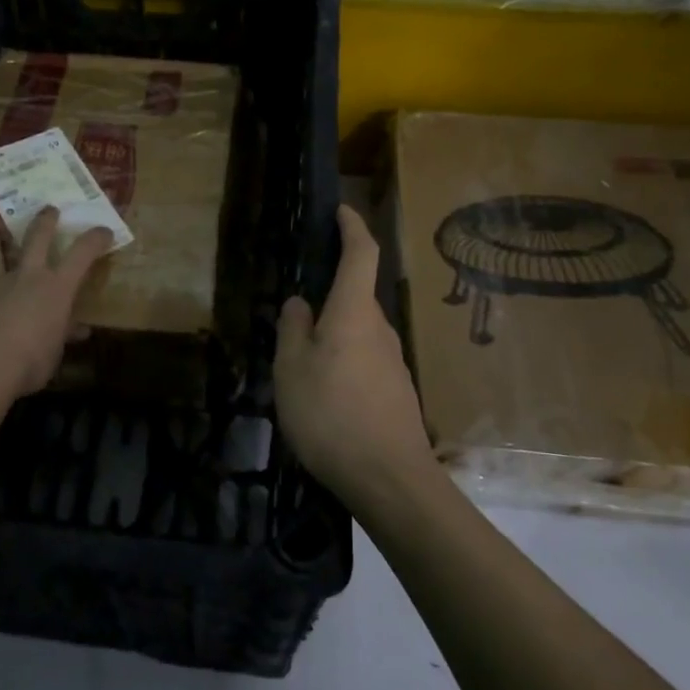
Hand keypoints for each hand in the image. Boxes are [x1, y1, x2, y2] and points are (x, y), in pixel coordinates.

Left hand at [0, 207, 113, 400]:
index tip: (104, 230)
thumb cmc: (31, 361)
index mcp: (55, 289)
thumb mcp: (55, 352)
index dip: (94, 240)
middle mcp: (24, 278)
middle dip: (44, 222)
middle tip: (49, 208)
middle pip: (36, 240)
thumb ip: (63, 336)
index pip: (82, 256)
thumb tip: (79, 331)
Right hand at [275, 205, 434, 502]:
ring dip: (334, 333)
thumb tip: (300, 303)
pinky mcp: (396, 391)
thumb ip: (293, 329)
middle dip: (331, 293)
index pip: (360, 254)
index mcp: (354, 312)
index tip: (341, 210)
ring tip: (301, 361)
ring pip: (359, 332)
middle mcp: (380, 329)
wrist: (390, 480)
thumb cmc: (331, 414)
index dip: (352, 227)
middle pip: (357, 296)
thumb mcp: (292, 369)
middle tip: (295, 312)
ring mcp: (393, 361)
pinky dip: (344, 361)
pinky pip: (365, 360)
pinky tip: (324, 393)